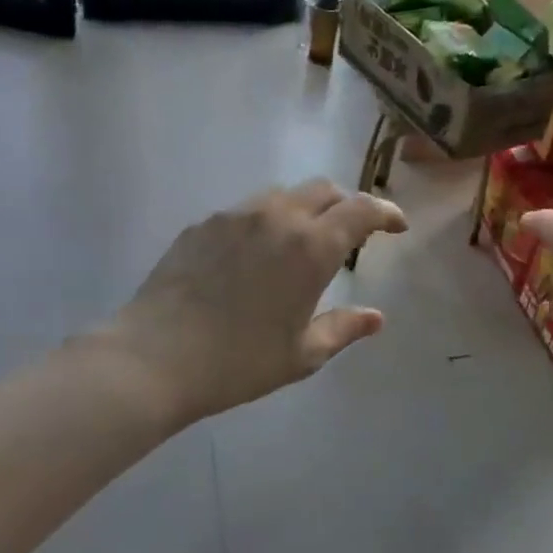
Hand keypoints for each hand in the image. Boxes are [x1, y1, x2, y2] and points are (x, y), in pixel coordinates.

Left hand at [106, 179, 407, 426]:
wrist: (155, 358)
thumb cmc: (239, 362)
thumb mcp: (303, 354)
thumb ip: (344, 329)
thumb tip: (376, 318)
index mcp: (312, 247)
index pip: (362, 210)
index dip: (386, 212)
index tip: (397, 226)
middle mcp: (277, 218)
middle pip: (324, 190)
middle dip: (346, 205)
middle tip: (352, 234)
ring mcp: (235, 216)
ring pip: (283, 195)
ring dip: (305, 209)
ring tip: (302, 242)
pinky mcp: (203, 224)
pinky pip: (247, 210)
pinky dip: (266, 221)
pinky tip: (255, 255)